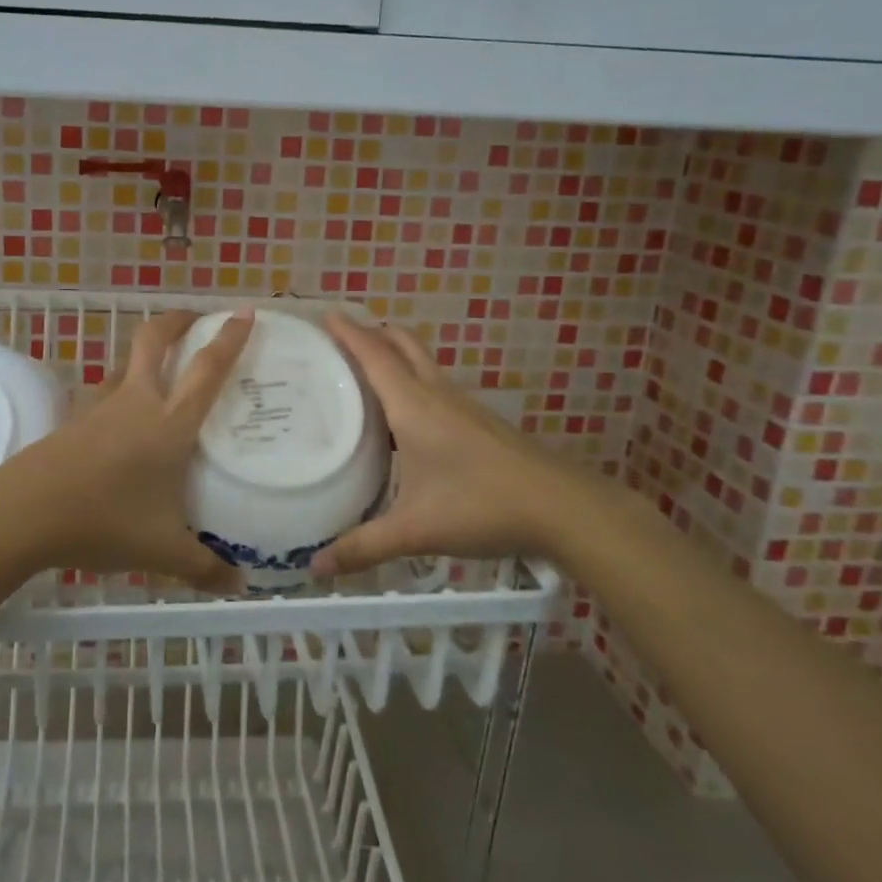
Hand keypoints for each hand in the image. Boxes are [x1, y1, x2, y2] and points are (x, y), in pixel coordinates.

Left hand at [2, 308, 255, 591]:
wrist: (26, 513)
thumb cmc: (105, 521)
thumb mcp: (162, 551)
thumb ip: (204, 567)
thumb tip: (238, 586)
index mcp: (169, 423)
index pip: (207, 368)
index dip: (229, 337)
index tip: (245, 311)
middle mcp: (137, 402)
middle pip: (155, 339)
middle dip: (177, 320)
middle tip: (196, 318)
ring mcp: (100, 407)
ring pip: (125, 364)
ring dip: (145, 357)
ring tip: (160, 372)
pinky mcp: (73, 420)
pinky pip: (103, 395)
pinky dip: (119, 392)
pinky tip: (120, 422)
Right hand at [311, 313, 605, 577]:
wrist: (563, 508)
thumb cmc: (482, 506)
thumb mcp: (416, 530)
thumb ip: (364, 547)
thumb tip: (317, 569)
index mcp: (413, 405)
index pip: (373, 355)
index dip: (348, 332)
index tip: (325, 312)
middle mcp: (436, 394)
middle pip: (402, 344)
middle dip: (373, 332)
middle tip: (341, 339)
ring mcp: (463, 406)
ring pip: (422, 364)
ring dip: (394, 356)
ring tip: (364, 373)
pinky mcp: (480, 422)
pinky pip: (436, 386)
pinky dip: (412, 382)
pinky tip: (406, 416)